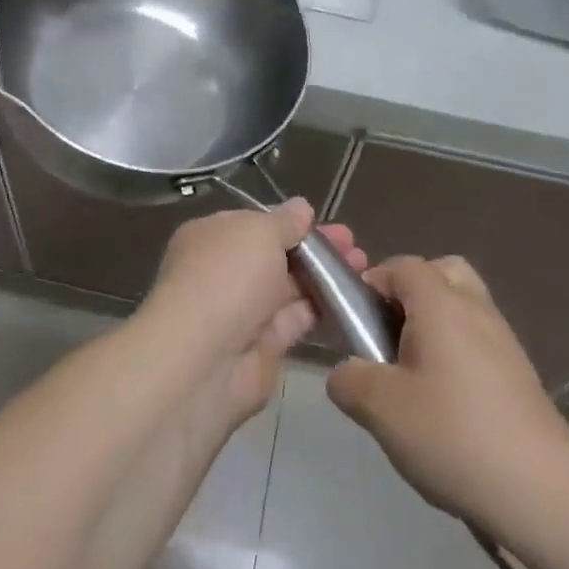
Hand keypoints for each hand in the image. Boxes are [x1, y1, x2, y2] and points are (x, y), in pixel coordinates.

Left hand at [142, 199, 365, 428]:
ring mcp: (242, 311)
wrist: (204, 360)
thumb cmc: (227, 278)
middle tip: (355, 245)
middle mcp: (224, 272)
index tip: (325, 223)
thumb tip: (301, 208)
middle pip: (276, 256)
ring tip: (364, 266)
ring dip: (325, 277)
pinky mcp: (263, 346)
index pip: (255, 224)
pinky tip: (354, 298)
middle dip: (315, 249)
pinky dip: (322, 309)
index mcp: (212, 237)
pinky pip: (296, 320)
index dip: (290, 223)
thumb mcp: (259, 233)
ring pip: (289, 288)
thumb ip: (285, 221)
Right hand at [326, 256, 568, 541]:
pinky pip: (479, 342)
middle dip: (411, 294)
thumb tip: (347, 373)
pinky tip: (445, 405)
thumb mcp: (379, 408)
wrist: (541, 491)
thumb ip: (348, 379)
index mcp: (441, 304)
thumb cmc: (452, 434)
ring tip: (413, 377)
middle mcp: (476, 310)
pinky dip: (458, 355)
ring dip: (435, 327)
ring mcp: (504, 342)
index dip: (372, 283)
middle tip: (390, 336)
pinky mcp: (520, 375)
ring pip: (464, 309)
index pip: (403, 265)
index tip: (355, 322)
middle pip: (442, 274)